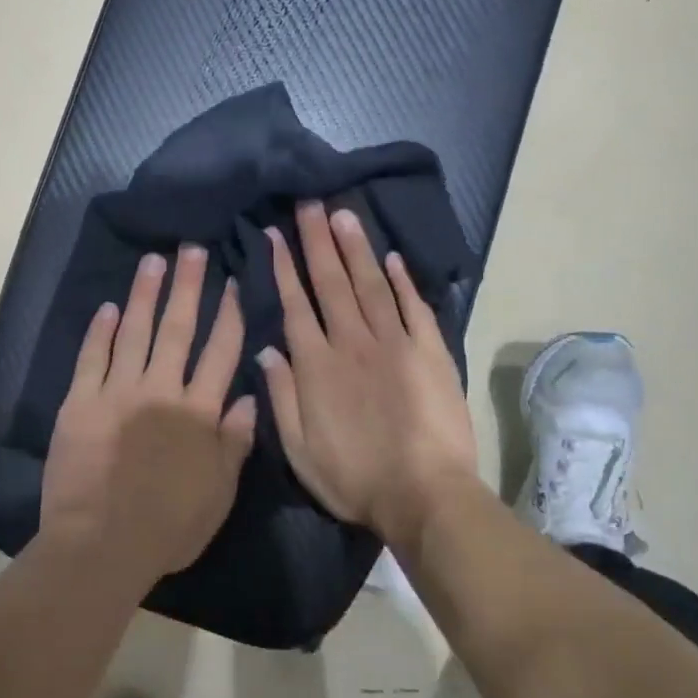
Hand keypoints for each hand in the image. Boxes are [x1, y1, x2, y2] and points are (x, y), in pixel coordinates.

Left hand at [41, 246, 257, 587]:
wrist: (102, 546)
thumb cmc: (169, 526)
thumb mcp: (219, 492)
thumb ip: (235, 441)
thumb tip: (248, 396)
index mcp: (198, 412)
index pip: (219, 352)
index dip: (228, 315)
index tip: (233, 283)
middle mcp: (161, 391)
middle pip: (178, 329)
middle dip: (188, 287)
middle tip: (192, 250)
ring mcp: (118, 393)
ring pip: (134, 332)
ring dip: (145, 295)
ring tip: (153, 261)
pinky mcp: (81, 403)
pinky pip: (92, 358)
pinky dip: (100, 331)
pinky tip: (108, 307)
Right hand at [257, 202, 479, 551]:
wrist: (425, 496)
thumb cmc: (355, 478)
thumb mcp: (299, 449)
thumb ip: (280, 396)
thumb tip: (267, 349)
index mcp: (317, 365)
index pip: (296, 304)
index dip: (284, 267)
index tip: (276, 234)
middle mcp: (352, 342)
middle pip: (331, 282)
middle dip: (318, 240)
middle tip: (310, 202)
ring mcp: (395, 343)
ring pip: (370, 284)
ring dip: (355, 247)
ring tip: (344, 213)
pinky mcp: (430, 351)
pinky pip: (414, 307)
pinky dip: (402, 280)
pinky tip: (391, 257)